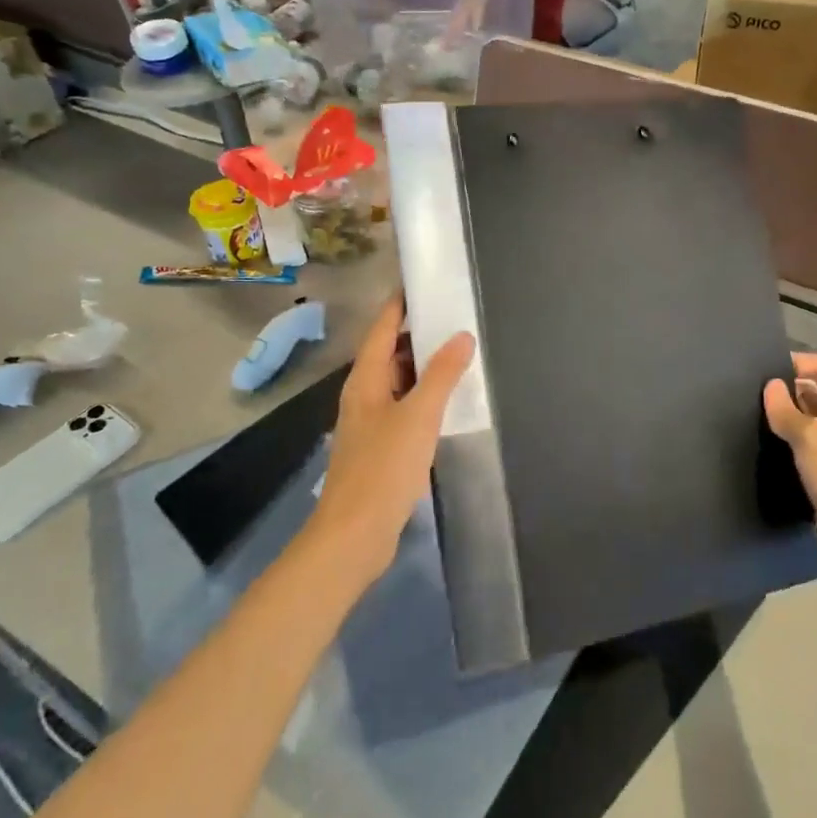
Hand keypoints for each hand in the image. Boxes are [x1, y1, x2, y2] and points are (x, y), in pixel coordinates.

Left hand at [304, 296, 473, 590]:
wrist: (354, 534)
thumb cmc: (383, 468)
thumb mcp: (418, 416)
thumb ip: (441, 375)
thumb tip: (462, 336)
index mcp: (365, 380)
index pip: (382, 328)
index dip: (399, 304)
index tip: (424, 283)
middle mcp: (364, 395)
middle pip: (390, 353)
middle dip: (419, 335)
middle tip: (456, 318)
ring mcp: (371, 423)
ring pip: (399, 383)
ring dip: (424, 369)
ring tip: (460, 355)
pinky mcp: (381, 448)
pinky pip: (405, 409)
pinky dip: (425, 398)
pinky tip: (449, 403)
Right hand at [763, 353, 816, 591]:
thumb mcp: (813, 443)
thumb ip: (789, 413)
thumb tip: (772, 386)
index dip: (798, 362)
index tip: (764, 371)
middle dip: (787, 391)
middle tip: (750, 396)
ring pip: (809, 425)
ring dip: (785, 421)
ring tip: (750, 421)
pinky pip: (805, 452)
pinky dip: (787, 448)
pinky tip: (764, 453)